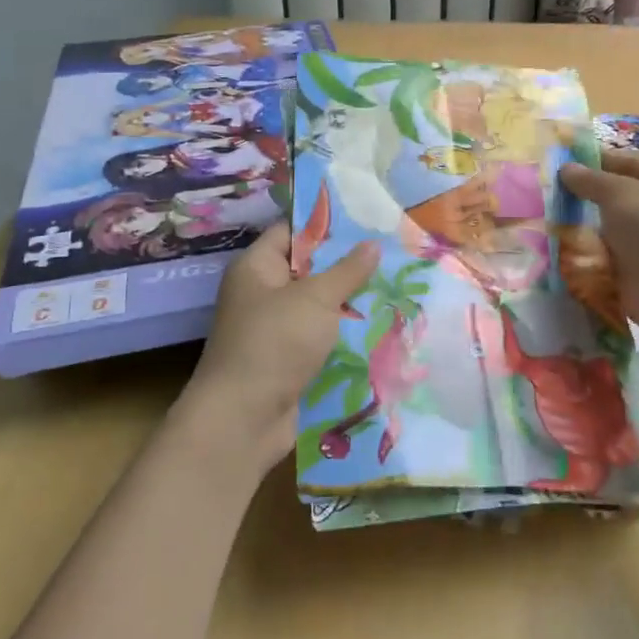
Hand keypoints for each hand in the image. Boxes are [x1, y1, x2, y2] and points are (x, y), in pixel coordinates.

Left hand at [180, 224, 377, 473]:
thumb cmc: (275, 343)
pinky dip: (342, 334)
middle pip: (307, 269)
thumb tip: (372, 244)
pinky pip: (318, 337)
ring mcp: (273, 328)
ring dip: (349, 302)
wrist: (243, 419)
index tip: (366, 219)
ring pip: (317, 306)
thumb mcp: (315, 299)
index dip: (325, 224)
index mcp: (256, 267)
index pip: (291, 231)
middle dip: (346, 265)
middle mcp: (261, 293)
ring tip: (394, 287)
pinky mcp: (286, 359)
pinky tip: (378, 327)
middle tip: (390, 253)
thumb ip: (347, 270)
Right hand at [559, 150, 638, 336]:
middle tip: (552, 193)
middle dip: (588, 196)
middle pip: (620, 198)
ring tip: (550, 221)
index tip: (564, 161)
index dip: (598, 160)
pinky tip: (563, 250)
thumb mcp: (620, 192)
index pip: (631, 163)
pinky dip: (589, 256)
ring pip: (612, 230)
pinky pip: (608, 258)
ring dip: (585, 228)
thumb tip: (566, 168)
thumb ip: (591, 180)